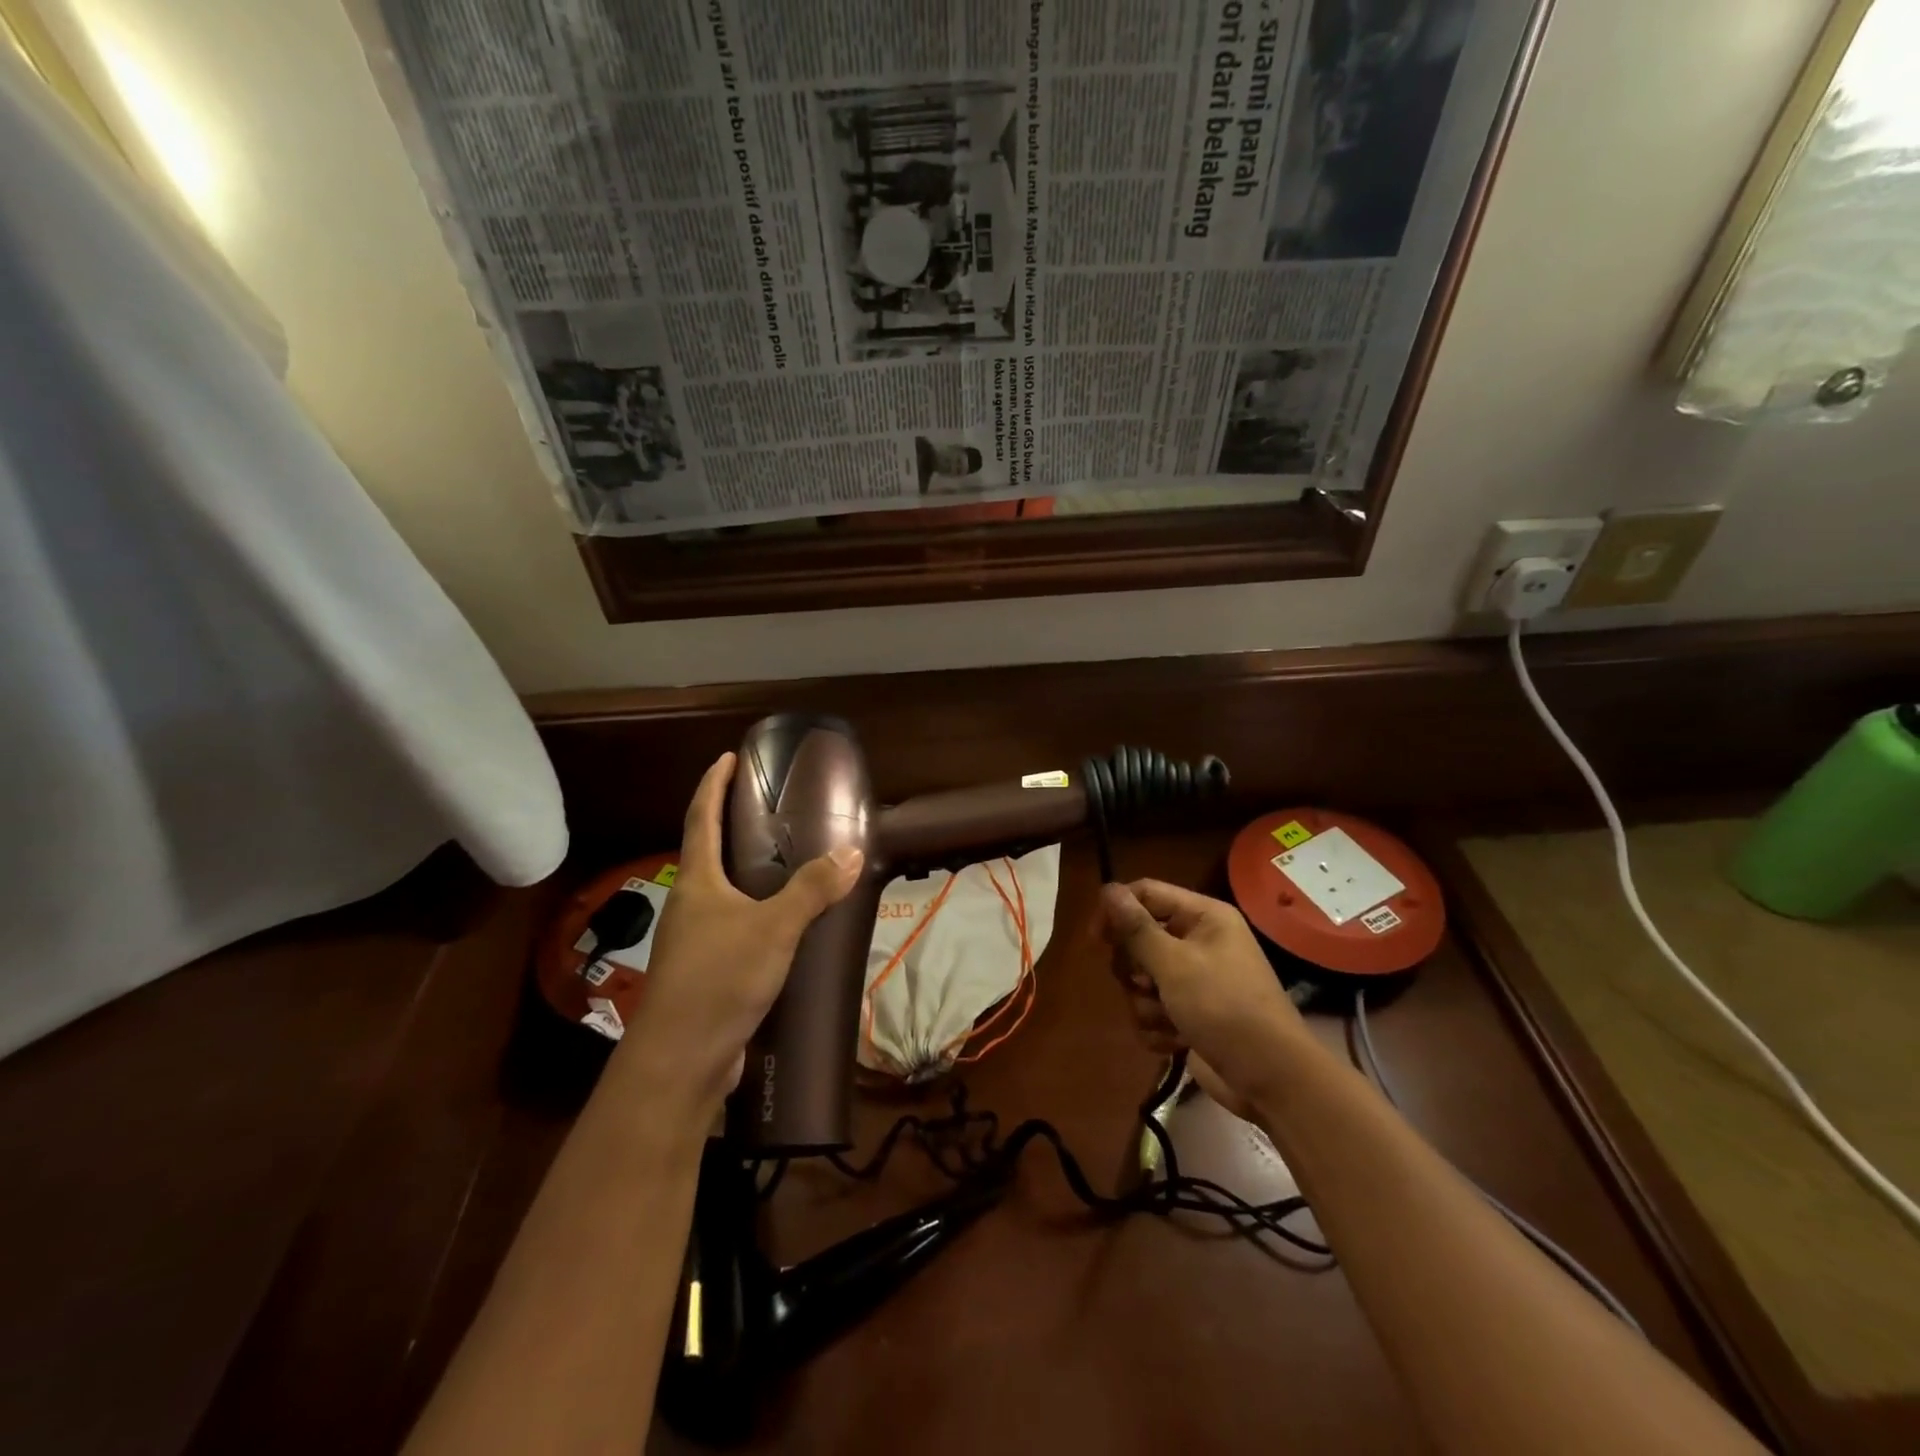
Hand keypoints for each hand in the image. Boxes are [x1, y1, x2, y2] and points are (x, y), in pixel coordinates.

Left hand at [618, 753, 862, 1108]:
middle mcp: (691, 904)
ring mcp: (696, 940)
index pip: (700, 817)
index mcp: (697, 882)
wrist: (681, 1060)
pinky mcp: (709, 971)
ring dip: (747, 872)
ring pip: (724, 893)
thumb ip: (812, 890)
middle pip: (708, 852)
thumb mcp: (774, 928)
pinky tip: (788, 924)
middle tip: (769, 807)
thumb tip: (852, 853)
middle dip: (731, 825)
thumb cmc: (719, 979)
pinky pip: (737, 927)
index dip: (713, 784)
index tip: (727, 757)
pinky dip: (759, 913)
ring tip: (786, 860)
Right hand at [1101, 880, 1310, 1120]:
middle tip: (1147, 984)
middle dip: (1135, 968)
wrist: (1270, 1079)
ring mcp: (1193, 980)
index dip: (1117, 911)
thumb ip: (1136, 928)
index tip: (1096, 939)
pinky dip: (1157, 1027)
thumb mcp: (1175, 964)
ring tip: (1168, 1019)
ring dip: (1145, 1003)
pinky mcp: (1188, 1014)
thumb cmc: (1225, 1008)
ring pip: (1141, 979)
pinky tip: (1174, 1041)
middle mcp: (1198, 942)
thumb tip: (1107, 889)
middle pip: (1138, 939)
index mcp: (1203, 917)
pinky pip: (1151, 1010)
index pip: (1146, 893)